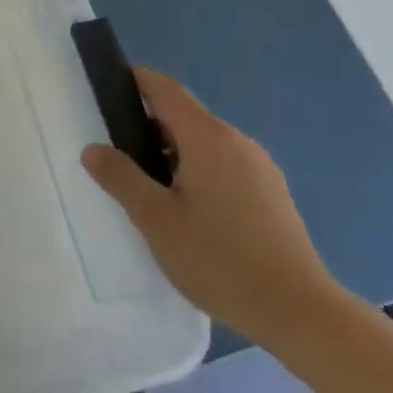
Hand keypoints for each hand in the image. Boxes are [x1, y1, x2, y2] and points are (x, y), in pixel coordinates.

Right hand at [83, 68, 342, 346]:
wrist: (299, 312)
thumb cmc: (219, 259)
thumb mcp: (156, 219)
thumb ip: (120, 178)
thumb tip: (93, 148)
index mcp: (207, 137)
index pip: (166, 89)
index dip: (136, 81)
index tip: (107, 89)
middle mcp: (237, 141)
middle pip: (184, 116)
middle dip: (148, 125)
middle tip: (117, 154)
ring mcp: (259, 167)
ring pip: (205, 143)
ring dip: (172, 152)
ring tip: (147, 187)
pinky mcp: (271, 194)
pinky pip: (224, 165)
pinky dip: (197, 170)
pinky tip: (187, 210)